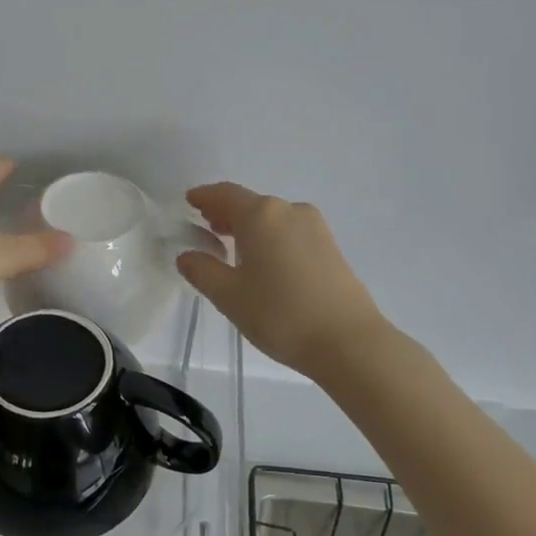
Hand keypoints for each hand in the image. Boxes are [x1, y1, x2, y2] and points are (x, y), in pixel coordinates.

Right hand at [175, 182, 389, 378]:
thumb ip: (202, 270)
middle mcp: (289, 210)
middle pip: (250, 203)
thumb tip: (187, 255)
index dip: (204, 196)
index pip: (225, 194)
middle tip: (205, 227)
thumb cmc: (280, 314)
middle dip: (225, 213)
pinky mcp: (330, 247)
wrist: (349, 342)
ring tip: (231, 247)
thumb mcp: (229, 296)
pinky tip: (263, 261)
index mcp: (261, 215)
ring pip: (272, 218)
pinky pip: (290, 231)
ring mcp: (315, 227)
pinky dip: (270, 237)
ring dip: (249, 226)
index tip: (189, 201)